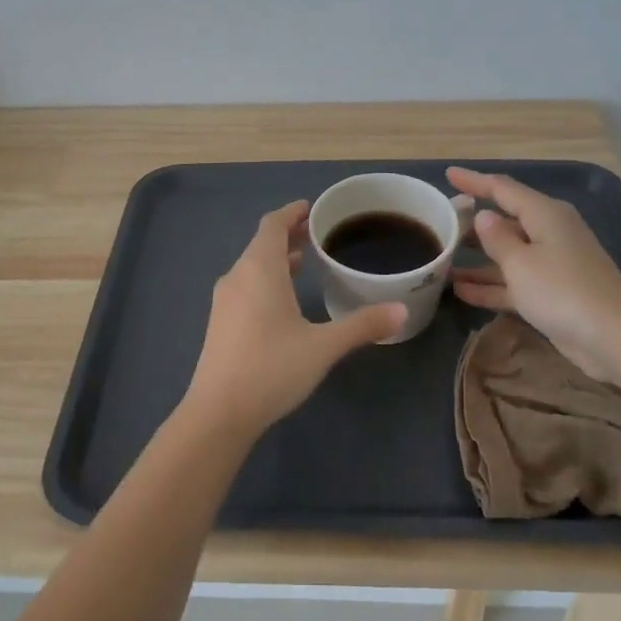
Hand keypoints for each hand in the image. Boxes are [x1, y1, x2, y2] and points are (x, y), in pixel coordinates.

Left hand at [181, 200, 404, 437]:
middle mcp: (237, 277)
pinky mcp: (220, 323)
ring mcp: (225, 301)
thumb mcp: (323, 346)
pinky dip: (266, 279)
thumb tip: (401, 310)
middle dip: (287, 235)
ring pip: (252, 266)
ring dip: (276, 259)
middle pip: (262, 244)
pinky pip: (245, 286)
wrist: (218, 412)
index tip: (310, 208)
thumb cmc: (272, 368)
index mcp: (260, 270)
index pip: (272, 225)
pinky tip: (283, 300)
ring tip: (304, 261)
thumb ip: (362, 326)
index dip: (291, 213)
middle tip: (316, 233)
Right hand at [446, 167, 620, 385]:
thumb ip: (497, 238)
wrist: (613, 338)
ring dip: (477, 259)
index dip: (475, 181)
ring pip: (507, 254)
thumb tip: (485, 217)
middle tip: (440, 223)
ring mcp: (552, 264)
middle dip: (473, 224)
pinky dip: (490, 285)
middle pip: (506, 221)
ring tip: (442, 260)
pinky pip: (514, 281)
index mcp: (545, 215)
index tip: (449, 174)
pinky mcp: (552, 293)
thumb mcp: (520, 262)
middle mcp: (549, 233)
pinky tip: (460, 291)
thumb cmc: (562, 290)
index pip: (503, 189)